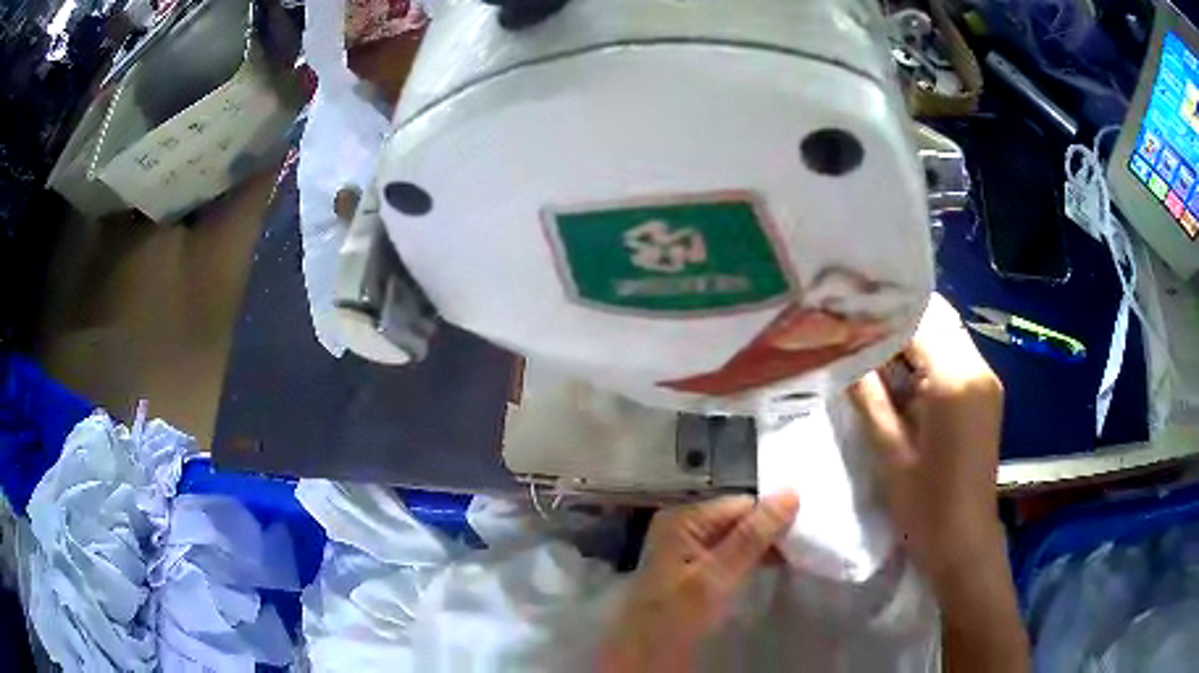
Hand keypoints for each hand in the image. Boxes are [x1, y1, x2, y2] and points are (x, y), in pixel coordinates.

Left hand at [597, 493, 798, 671]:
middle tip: (803, 546)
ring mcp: (689, 547)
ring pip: (738, 537)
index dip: (773, 516)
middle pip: (739, 518)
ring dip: (764, 547)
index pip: (741, 504)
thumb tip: (789, 493)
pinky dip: (752, 559)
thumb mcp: (716, 576)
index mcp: (683, 518)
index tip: (804, 532)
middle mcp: (684, 525)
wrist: (645, 655)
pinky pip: (731, 553)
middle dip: (769, 531)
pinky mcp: (696, 567)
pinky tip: (772, 567)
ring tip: (793, 557)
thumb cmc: (676, 615)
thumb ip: (752, 536)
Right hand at [848, 293, 1004, 580]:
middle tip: (857, 330)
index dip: (881, 314)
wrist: (965, 542)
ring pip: (947, 333)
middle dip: (898, 318)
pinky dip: (929, 355)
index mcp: (954, 380)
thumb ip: (869, 396)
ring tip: (874, 349)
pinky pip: (957, 355)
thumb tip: (844, 354)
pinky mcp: (987, 394)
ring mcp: (986, 380)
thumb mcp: (890, 453)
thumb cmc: (925, 506)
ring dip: (914, 336)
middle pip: (936, 318)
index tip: (846, 315)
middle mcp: (977, 368)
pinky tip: (903, 374)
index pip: (916, 321)